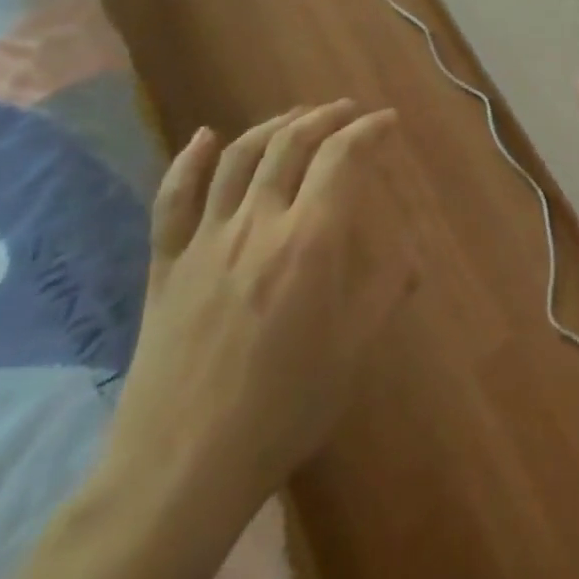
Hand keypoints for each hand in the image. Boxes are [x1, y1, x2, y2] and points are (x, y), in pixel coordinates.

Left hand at [106, 101, 413, 513]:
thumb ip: (385, 291)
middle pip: (291, 143)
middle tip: (347, 111)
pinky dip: (190, 160)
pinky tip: (205, 136)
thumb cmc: (282, 408)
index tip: (387, 121)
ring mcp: (206, 239)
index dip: (368, 130)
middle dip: (325, 117)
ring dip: (273, 125)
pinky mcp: (166, 262)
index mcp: (309, 241)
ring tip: (297, 116)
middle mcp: (257, 223)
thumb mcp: (352, 351)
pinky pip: (174, 198)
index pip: (342, 158)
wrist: (182, 468)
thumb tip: (413, 256)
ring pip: (239, 157)